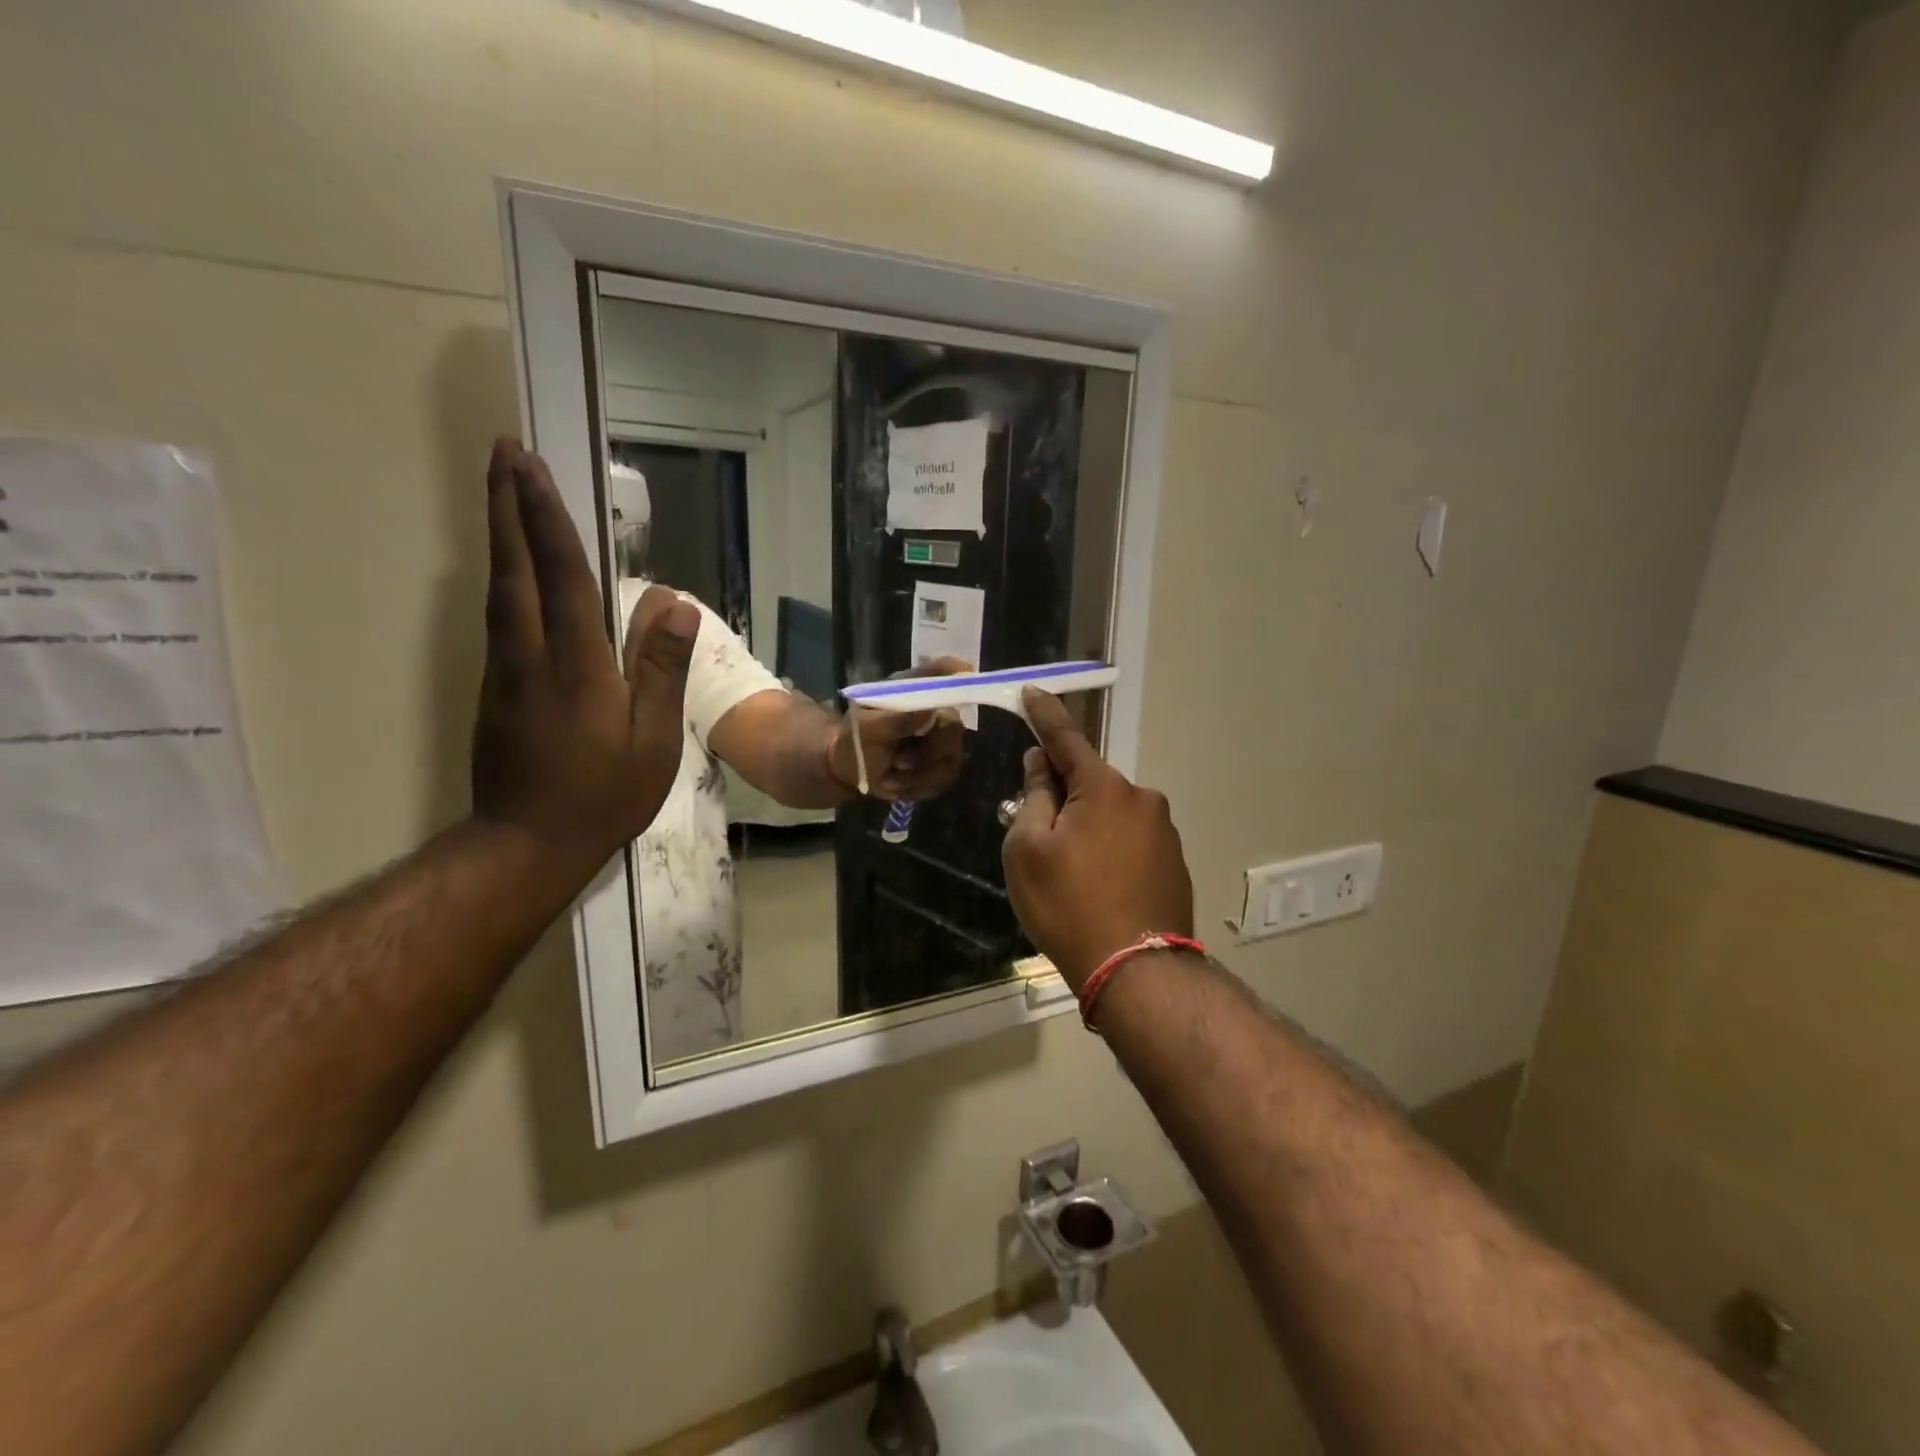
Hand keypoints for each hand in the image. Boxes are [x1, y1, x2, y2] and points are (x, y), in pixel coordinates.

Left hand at [470, 439, 698, 868]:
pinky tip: (512, 569)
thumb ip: (661, 670)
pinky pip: (499, 618)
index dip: (548, 519)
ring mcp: (504, 672)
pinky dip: (504, 578)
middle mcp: (531, 656)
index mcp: (576, 665)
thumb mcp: (653, 741)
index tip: (532, 466)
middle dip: (507, 507)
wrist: (527, 844)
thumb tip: (675, 605)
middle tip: (502, 451)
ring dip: (501, 536)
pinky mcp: (494, 689)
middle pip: (515, 569)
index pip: (562, 576)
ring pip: (499, 590)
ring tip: (503, 493)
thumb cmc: (604, 795)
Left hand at [830, 657, 969, 801]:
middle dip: (928, 751)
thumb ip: (895, 720)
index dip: (958, 677)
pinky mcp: (943, 764)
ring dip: (917, 775)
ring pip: (950, 759)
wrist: (851, 766)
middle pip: (953, 727)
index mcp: (915, 689)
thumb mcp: (867, 728)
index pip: (944, 674)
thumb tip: (929, 712)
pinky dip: (916, 787)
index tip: (962, 684)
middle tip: (899, 761)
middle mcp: (936, 710)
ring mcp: (943, 739)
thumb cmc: (857, 737)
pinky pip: (943, 778)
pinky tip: (896, 784)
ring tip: (889, 779)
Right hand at [1002, 688, 1193, 990]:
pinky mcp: (1174, 862)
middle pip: (1090, 782)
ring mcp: (1164, 831)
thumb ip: (1034, 797)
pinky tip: (1098, 887)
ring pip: (1110, 814)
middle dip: (1063, 794)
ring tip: (1069, 874)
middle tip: (1037, 833)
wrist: (1135, 971)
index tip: (1031, 693)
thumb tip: (1042, 765)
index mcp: (1105, 787)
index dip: (1044, 716)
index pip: (1065, 739)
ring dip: (1087, 826)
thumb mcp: (1029, 850)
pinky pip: (1130, 840)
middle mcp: (1141, 798)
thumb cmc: (1068, 905)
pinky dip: (1109, 849)